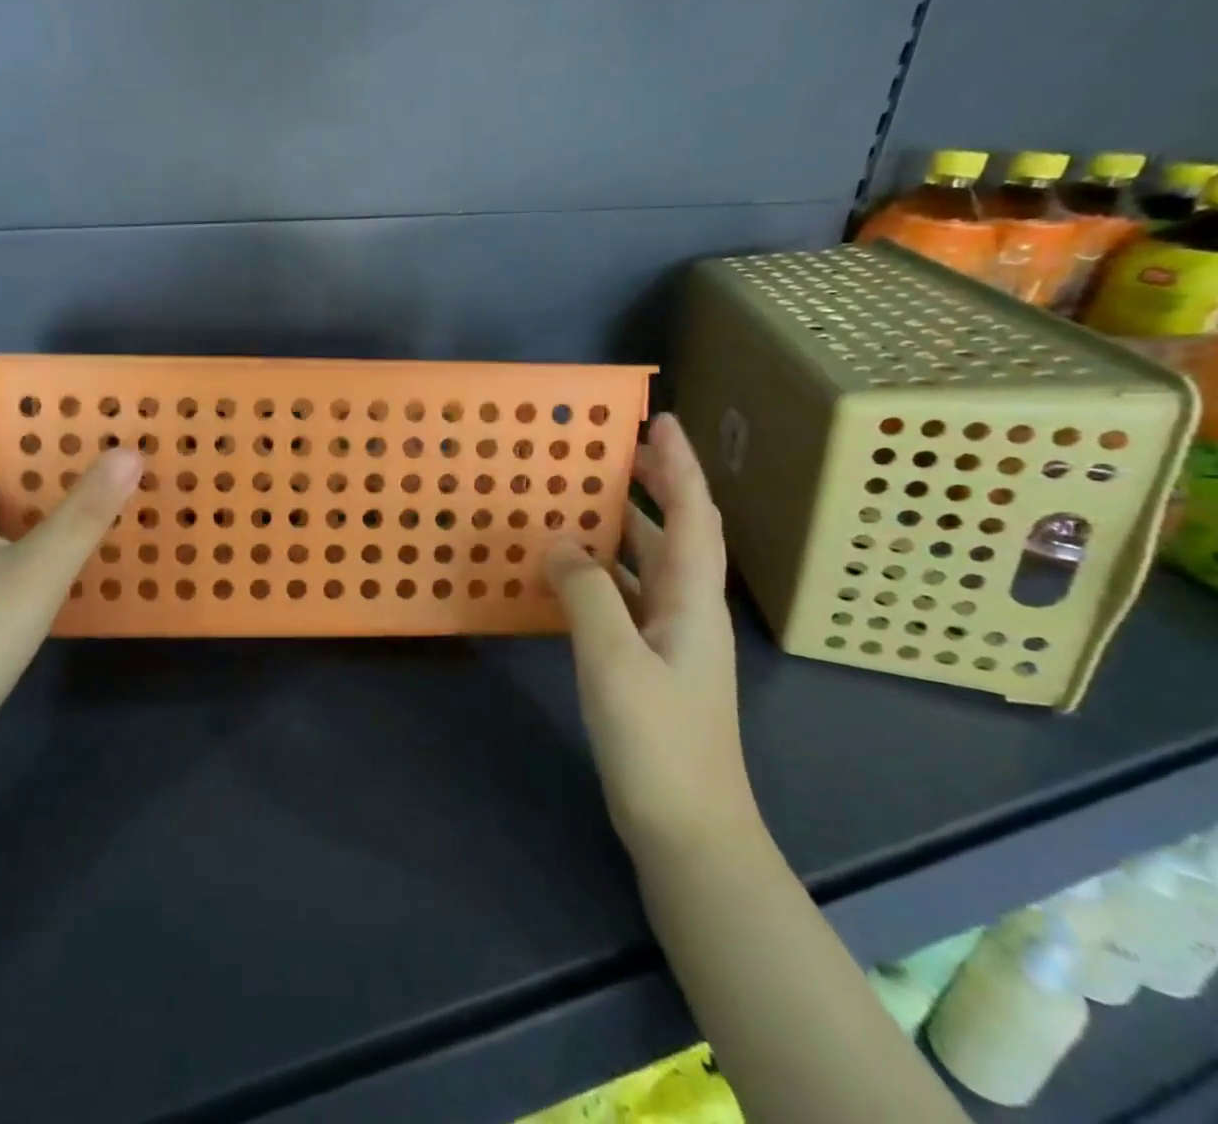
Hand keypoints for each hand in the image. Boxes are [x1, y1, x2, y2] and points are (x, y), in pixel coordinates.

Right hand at [544, 413, 754, 856]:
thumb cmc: (658, 740)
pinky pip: (624, 597)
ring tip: (580, 498)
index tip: (660, 421)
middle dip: (651, 486)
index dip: (679, 466)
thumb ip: (586, 591)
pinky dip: (601, 572)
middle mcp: (688, 610)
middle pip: (674, 532)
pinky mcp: (648, 663)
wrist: (688, 830)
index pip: (692, 514)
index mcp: (693, 599)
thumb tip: (558, 539)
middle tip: (611, 450)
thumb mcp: (614, 658)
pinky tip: (568, 570)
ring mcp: (670, 639)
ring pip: (647, 565)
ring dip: (621, 528)